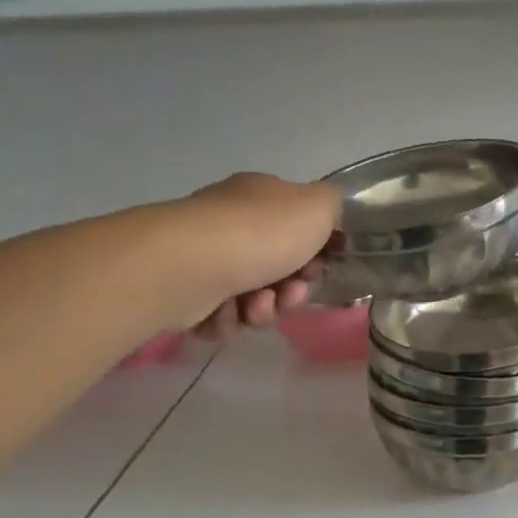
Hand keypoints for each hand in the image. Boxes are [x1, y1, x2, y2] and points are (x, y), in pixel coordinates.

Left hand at [168, 172, 340, 337]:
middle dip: (290, 289)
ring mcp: (205, 257)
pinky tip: (226, 313)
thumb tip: (325, 216)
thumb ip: (332, 206)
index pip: (296, 227)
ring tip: (254, 308)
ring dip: (262, 309)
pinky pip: (220, 315)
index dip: (315, 253)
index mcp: (260, 197)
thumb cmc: (263, 233)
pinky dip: (228, 320)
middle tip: (289, 295)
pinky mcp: (185, 291)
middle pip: (276, 267)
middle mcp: (230, 222)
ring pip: (250, 296)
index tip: (318, 268)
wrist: (194, 264)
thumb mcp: (319, 206)